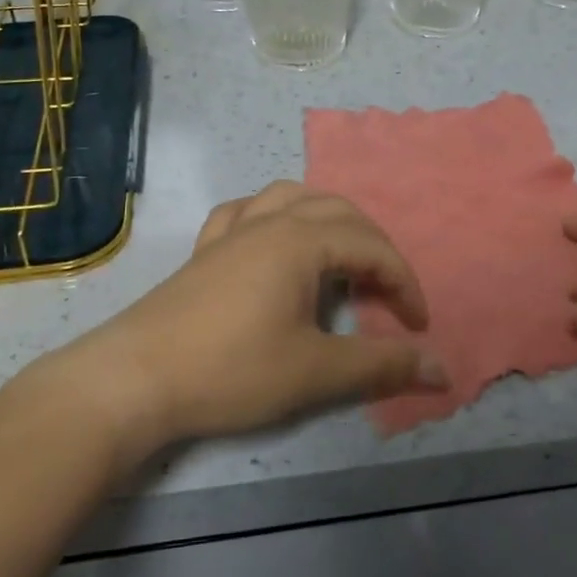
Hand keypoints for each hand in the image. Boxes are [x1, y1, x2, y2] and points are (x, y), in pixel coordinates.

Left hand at [71, 182, 445, 460]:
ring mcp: (232, 231)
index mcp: (301, 241)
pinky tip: (272, 239)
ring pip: (291, 197)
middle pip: (338, 211)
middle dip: (373, 246)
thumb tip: (442, 368)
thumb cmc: (231, 370)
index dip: (403, 284)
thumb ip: (381, 366)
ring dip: (326, 218)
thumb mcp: (314, 372)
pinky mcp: (205, 249)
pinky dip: (272, 216)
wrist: (134, 379)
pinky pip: (246, 212)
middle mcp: (269, 222)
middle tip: (386, 293)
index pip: (372, 248)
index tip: (416, 327)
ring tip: (340, 254)